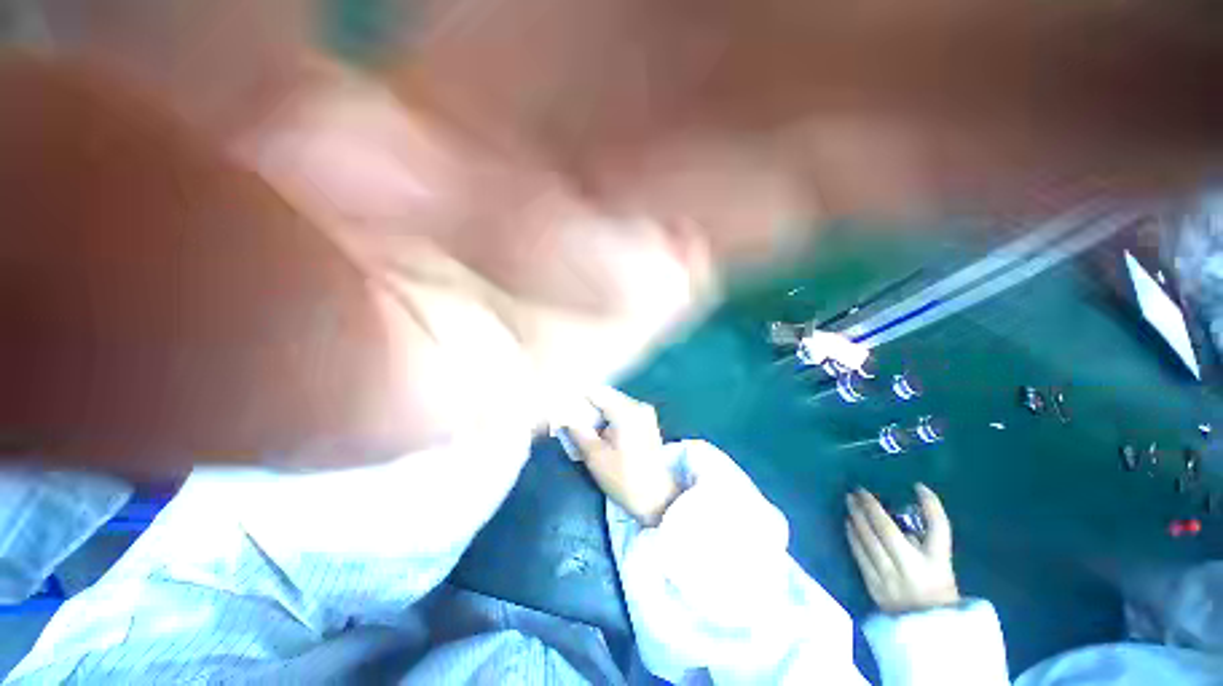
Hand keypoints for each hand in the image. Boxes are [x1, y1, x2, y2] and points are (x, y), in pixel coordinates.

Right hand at [563, 388, 680, 525]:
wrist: (657, 498)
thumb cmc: (624, 479)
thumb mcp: (595, 457)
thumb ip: (577, 431)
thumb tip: (563, 415)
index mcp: (627, 412)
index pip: (596, 392)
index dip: (577, 397)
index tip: (561, 406)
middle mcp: (638, 406)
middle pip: (606, 396)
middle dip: (587, 406)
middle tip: (569, 420)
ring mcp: (644, 413)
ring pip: (613, 403)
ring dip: (597, 413)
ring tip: (582, 428)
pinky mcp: (646, 422)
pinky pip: (622, 411)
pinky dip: (608, 418)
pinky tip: (599, 433)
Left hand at [846, 484, 959, 613]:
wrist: (929, 630)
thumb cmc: (937, 591)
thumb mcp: (940, 565)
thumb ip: (923, 540)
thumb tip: (898, 517)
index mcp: (937, 563)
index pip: (939, 529)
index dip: (931, 506)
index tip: (918, 485)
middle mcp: (912, 568)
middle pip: (887, 530)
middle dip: (870, 507)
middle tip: (858, 490)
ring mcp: (889, 577)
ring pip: (868, 540)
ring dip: (856, 517)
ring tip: (849, 500)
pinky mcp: (874, 585)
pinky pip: (859, 555)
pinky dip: (853, 536)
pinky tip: (848, 522)